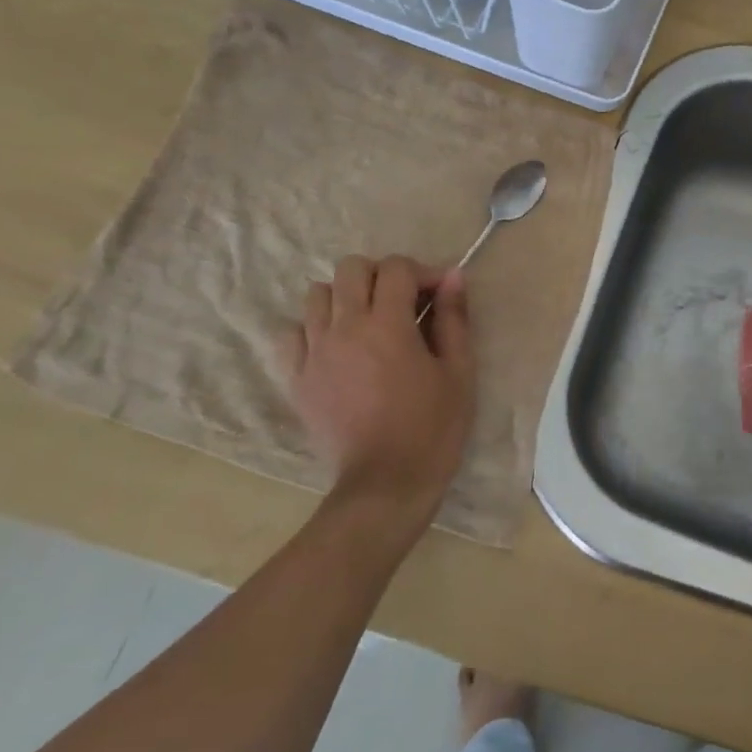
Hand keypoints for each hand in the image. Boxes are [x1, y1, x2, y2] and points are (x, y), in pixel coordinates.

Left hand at [280, 254, 474, 530]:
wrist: (386, 483)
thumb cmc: (433, 426)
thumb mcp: (459, 371)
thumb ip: (454, 318)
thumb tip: (452, 277)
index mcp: (387, 324)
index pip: (396, 268)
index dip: (422, 272)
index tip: (438, 294)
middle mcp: (344, 328)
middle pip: (351, 269)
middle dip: (381, 275)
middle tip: (403, 302)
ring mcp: (313, 353)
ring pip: (317, 295)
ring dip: (346, 298)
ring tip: (368, 323)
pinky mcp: (296, 378)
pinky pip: (292, 334)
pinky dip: (314, 330)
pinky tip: (337, 348)